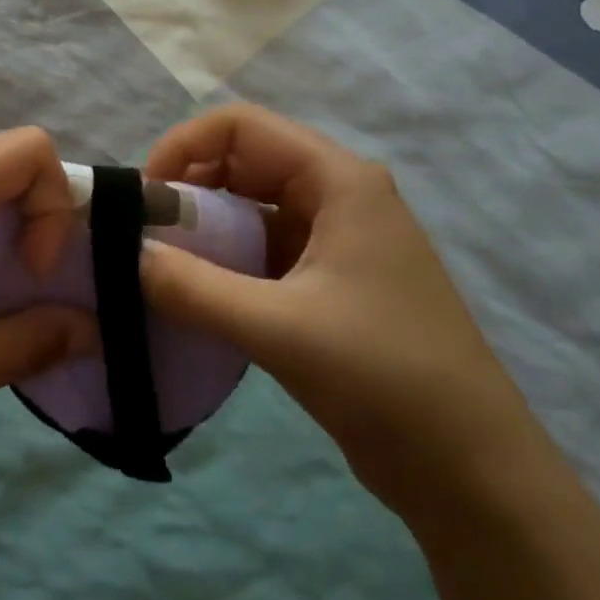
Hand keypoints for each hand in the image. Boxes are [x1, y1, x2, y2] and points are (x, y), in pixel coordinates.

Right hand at [140, 104, 539, 528]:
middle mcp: (337, 195)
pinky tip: (195, 297)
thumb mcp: (279, 328)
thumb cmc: (386, 378)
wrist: (474, 474)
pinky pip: (263, 250)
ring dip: (204, 230)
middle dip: (188, 189)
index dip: (183, 146)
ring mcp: (336, 239)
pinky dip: (224, 263)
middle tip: (146, 237)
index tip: (145, 197)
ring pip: (250, 208)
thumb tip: (124, 253)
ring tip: (162, 268)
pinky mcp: (330, 282)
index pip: (241, 126)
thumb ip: (192, 287)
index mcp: (338, 179)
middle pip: (243, 161)